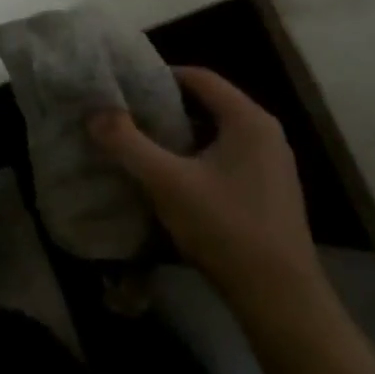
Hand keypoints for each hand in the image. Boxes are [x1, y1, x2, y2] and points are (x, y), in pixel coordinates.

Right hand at [86, 67, 320, 299]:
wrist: (279, 298)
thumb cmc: (225, 228)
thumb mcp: (167, 182)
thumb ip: (127, 143)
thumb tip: (95, 112)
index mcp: (248, 120)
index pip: (200, 77)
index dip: (160, 75)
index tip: (125, 84)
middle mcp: (265, 134)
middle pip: (208, 103)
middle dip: (165, 106)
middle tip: (126, 112)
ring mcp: (272, 164)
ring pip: (216, 133)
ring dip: (179, 134)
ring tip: (140, 142)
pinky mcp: (269, 191)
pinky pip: (226, 157)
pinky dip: (196, 157)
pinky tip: (170, 177)